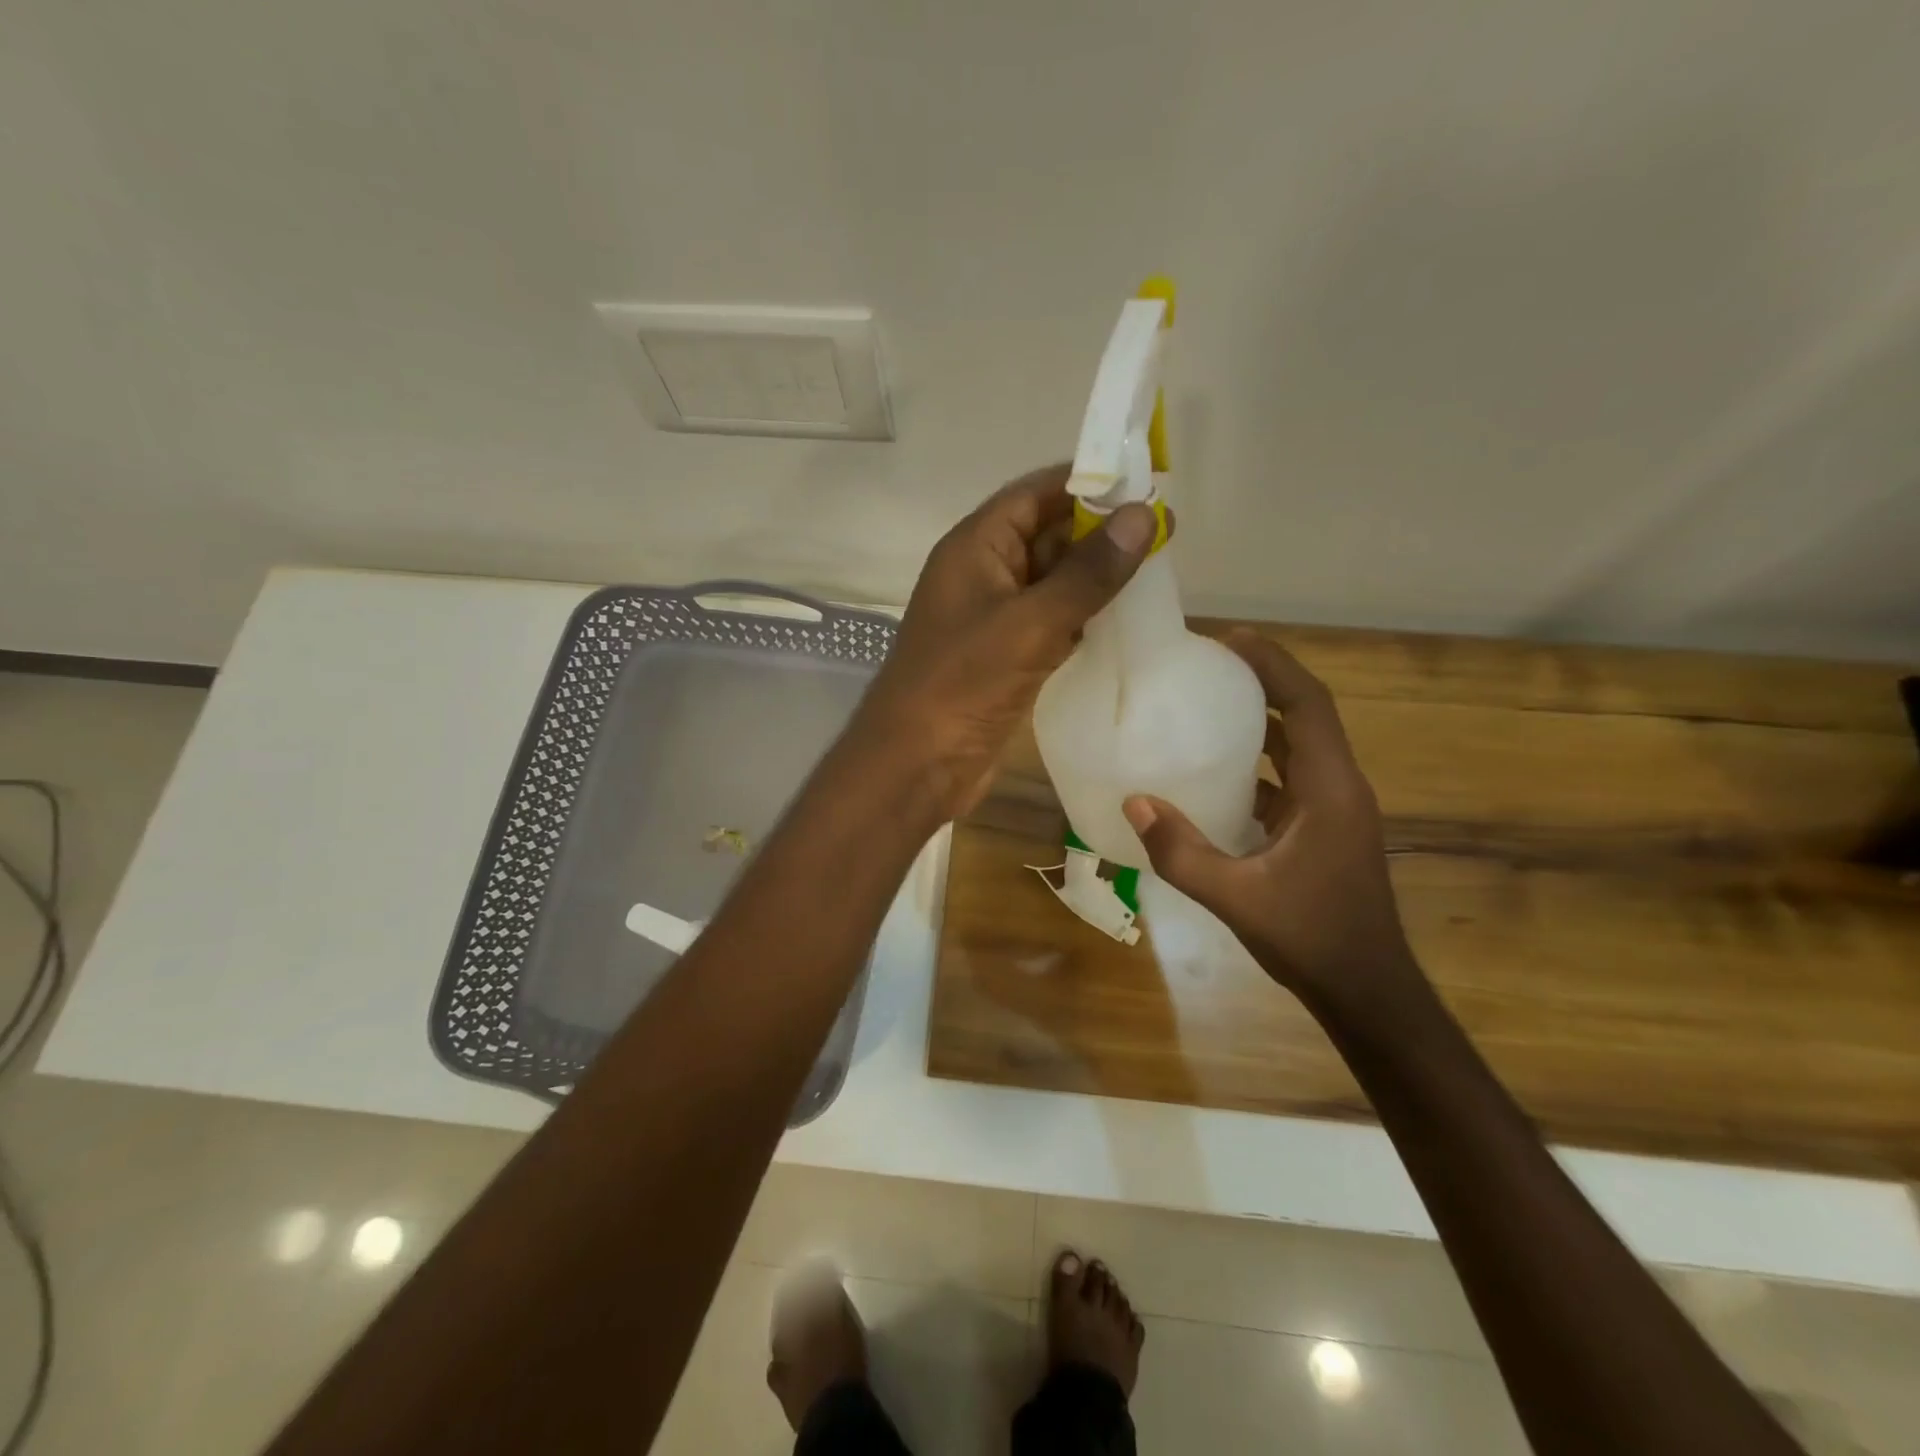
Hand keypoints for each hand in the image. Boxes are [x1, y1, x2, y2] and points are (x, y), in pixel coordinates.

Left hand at [854, 463, 1157, 822]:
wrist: (916, 765)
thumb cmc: (962, 683)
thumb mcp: (1029, 623)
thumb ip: (1086, 573)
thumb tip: (1142, 515)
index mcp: (974, 547)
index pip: (1034, 494)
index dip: (1086, 483)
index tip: (1144, 483)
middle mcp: (983, 574)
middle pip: (1046, 535)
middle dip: (1099, 532)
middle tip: (1166, 532)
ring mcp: (994, 618)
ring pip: (1052, 582)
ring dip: (1096, 577)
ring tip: (1158, 571)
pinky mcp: (1006, 657)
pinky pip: (1051, 622)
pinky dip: (1084, 617)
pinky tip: (1125, 620)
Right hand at [1121, 632, 1422, 1015]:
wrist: (1367, 991)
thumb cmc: (1311, 938)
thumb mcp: (1236, 897)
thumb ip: (1181, 851)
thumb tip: (1134, 802)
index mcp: (1330, 789)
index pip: (1307, 704)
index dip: (1272, 665)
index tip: (1227, 640)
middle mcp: (1338, 787)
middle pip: (1304, 714)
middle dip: (1261, 682)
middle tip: (1207, 665)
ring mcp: (1334, 810)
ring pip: (1297, 746)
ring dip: (1259, 722)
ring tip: (1206, 706)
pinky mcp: (1323, 830)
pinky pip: (1289, 778)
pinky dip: (1256, 763)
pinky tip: (1213, 773)